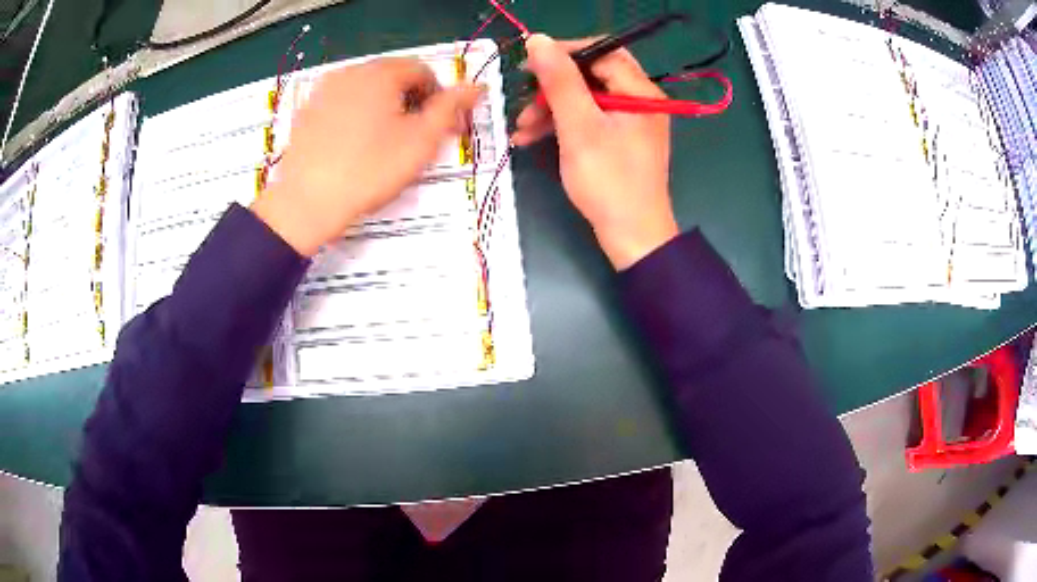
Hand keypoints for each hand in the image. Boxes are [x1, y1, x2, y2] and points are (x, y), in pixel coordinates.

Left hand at [252, 58, 483, 256]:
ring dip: (384, 107)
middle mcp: (351, 72)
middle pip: (394, 77)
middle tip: (415, 137)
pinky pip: (342, 103)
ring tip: (385, 143)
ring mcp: (324, 90)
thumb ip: (451, 108)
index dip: (439, 97)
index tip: (441, 127)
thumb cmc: (370, 170)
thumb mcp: (421, 140)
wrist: (306, 202)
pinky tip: (355, 145)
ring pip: (367, 90)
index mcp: (381, 73)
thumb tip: (476, 87)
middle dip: (411, 100)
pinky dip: (356, 115)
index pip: (423, 71)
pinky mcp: (307, 111)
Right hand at [513, 34, 677, 269]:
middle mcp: (640, 101)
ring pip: (586, 98)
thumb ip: (559, 80)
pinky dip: (562, 125)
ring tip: (520, 128)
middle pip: (592, 75)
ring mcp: (631, 121)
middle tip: (523, 97)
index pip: (603, 52)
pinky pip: (589, 119)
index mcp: (640, 92)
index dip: (565, 52)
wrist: (631, 236)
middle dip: (553, 86)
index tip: (530, 63)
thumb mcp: (579, 126)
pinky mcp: (621, 140)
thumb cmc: (608, 181)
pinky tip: (531, 138)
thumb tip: (539, 40)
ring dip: (551, 108)